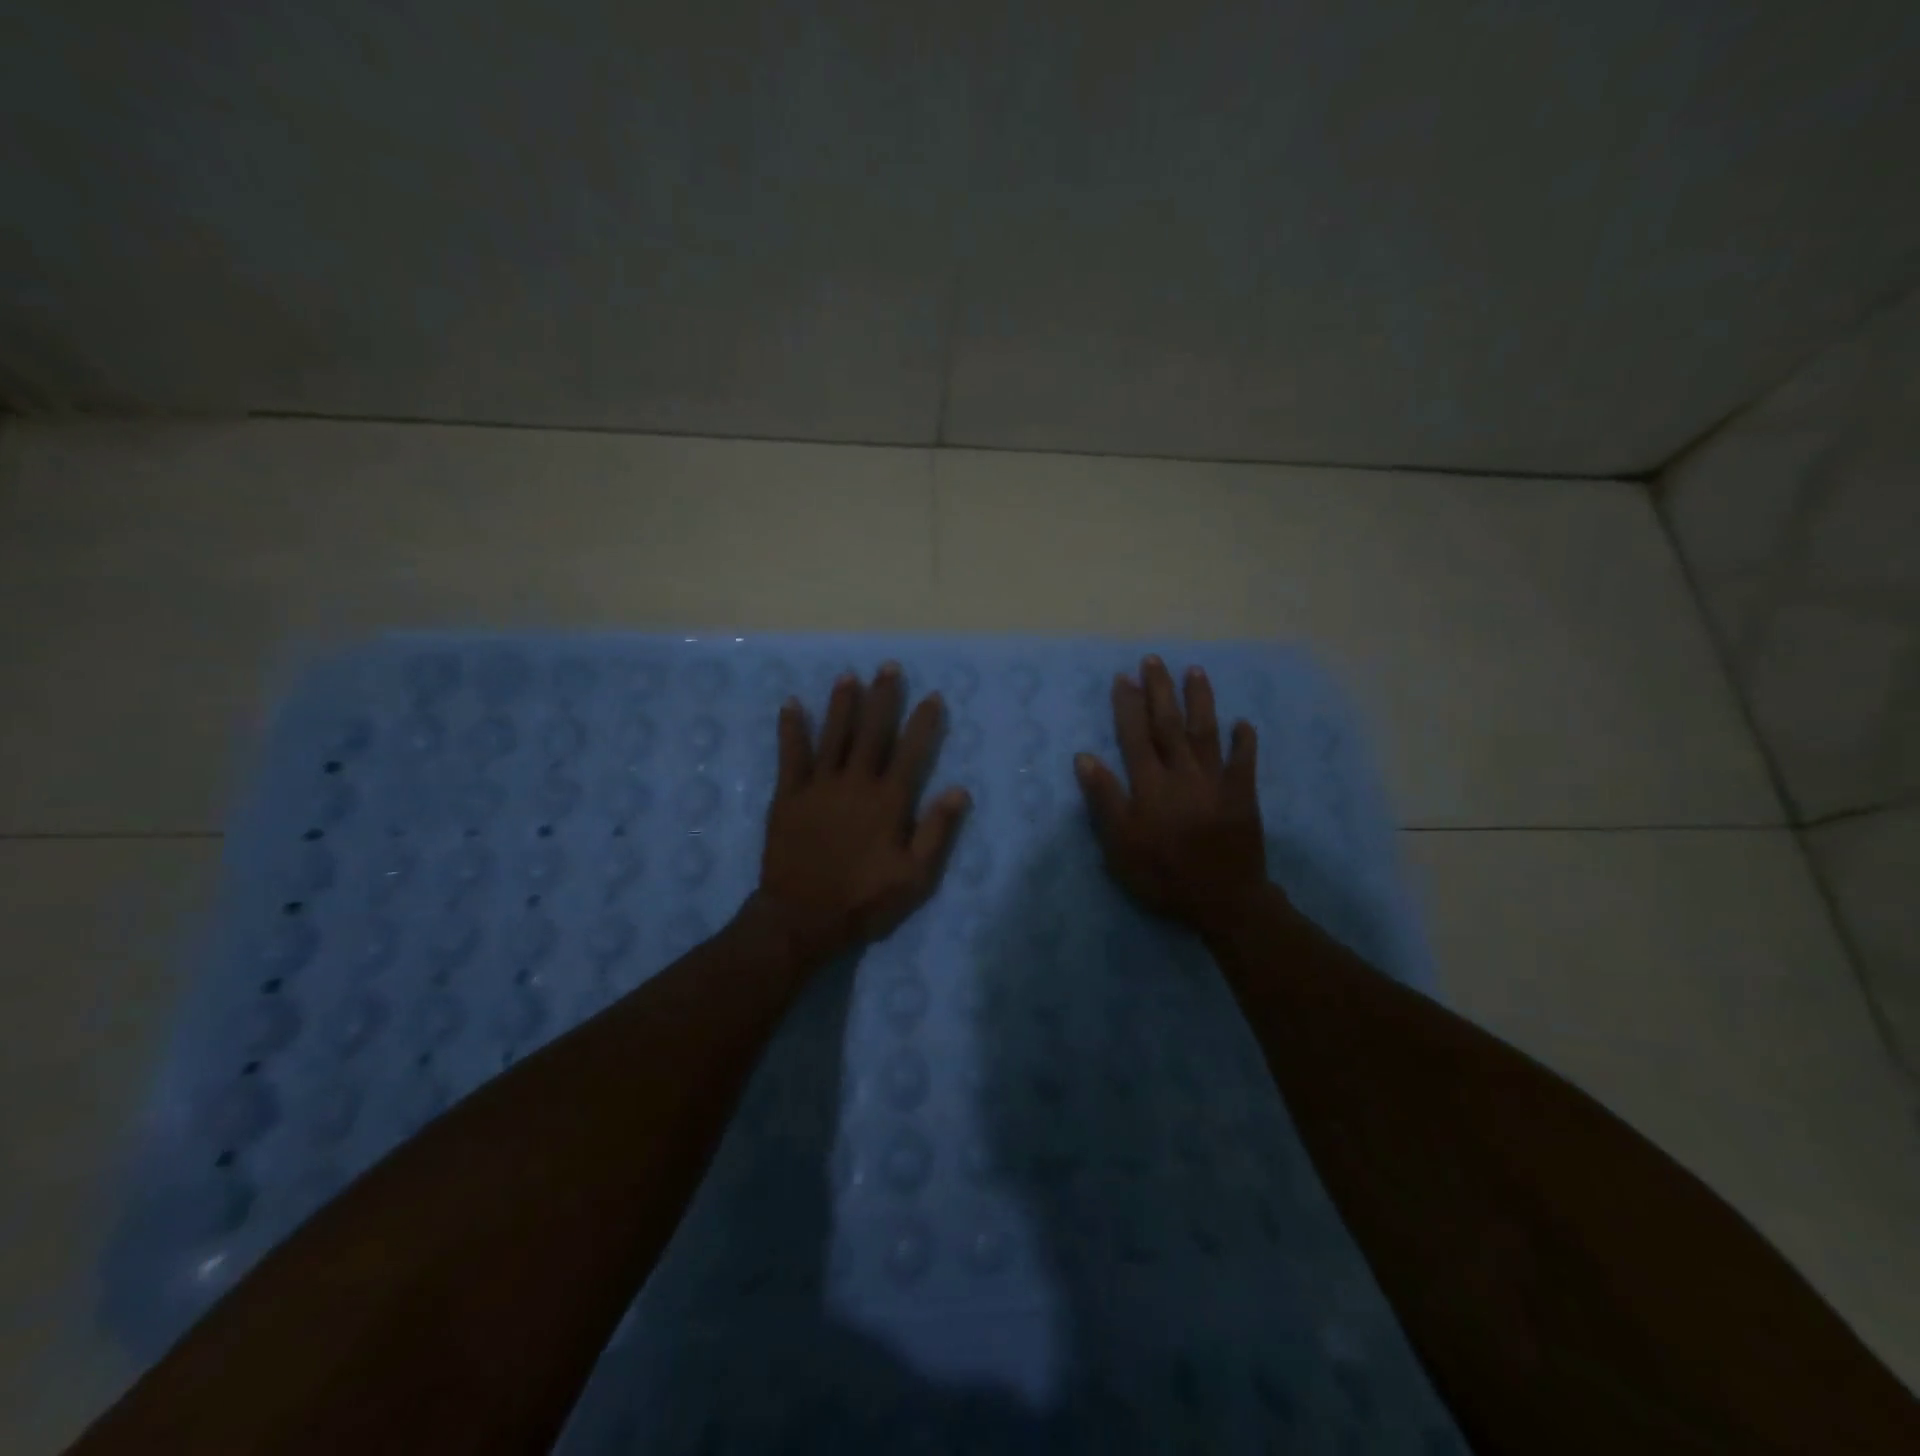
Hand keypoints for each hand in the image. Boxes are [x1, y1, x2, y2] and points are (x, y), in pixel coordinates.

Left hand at [755, 663, 970, 966]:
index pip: (911, 751)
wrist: (803, 918)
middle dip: (882, 698)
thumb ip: (937, 831)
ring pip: (834, 735)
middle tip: (887, 668)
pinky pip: (790, 755)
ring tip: (849, 676)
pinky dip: (791, 728)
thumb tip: (959, 790)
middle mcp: (856, 783)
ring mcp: (819, 786)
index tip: (931, 696)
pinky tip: (791, 704)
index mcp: (888, 801)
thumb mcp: (915, 877)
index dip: (922, 722)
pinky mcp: (788, 795)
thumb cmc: (864, 900)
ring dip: (842, 704)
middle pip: (872, 732)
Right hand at [1074, 656, 1268, 934]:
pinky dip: (1245, 741)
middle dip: (1159, 690)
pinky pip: (1244, 762)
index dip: (1127, 706)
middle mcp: (1182, 773)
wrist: (1222, 899)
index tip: (1123, 677)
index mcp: (1150, 784)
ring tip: (1194, 671)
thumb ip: (1104, 798)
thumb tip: (1084, 757)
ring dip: (1200, 700)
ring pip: (1206, 732)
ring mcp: (1216, 781)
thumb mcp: (1120, 844)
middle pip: (1169, 724)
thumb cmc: (1163, 874)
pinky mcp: (1242, 795)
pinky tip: (1244, 723)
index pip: (1135, 735)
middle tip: (1154, 660)